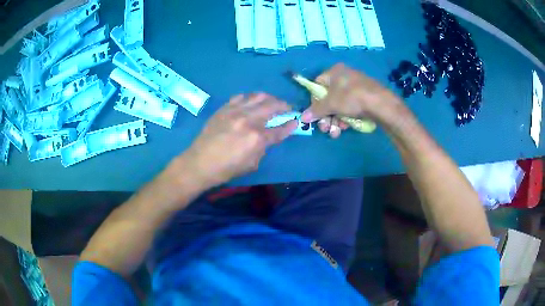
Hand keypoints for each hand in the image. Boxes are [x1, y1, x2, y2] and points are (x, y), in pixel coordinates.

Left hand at [182, 93, 297, 187]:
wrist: (199, 163)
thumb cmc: (227, 169)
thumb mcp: (252, 164)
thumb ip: (264, 148)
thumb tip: (269, 136)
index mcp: (257, 138)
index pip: (280, 129)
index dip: (291, 125)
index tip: (296, 120)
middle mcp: (248, 120)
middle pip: (272, 106)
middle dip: (284, 105)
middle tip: (287, 107)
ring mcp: (235, 111)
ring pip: (258, 96)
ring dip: (269, 98)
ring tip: (272, 102)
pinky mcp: (224, 108)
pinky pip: (241, 96)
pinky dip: (250, 98)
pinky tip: (252, 102)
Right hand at [301, 63, 404, 137]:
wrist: (382, 104)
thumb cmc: (352, 98)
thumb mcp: (332, 103)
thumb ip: (316, 110)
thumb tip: (303, 117)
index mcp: (334, 72)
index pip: (317, 85)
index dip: (314, 102)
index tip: (315, 115)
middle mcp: (344, 77)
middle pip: (328, 98)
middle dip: (326, 116)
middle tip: (325, 129)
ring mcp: (355, 87)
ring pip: (339, 105)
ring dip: (335, 120)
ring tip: (336, 133)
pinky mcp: (364, 97)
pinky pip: (350, 107)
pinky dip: (346, 118)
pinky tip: (346, 128)